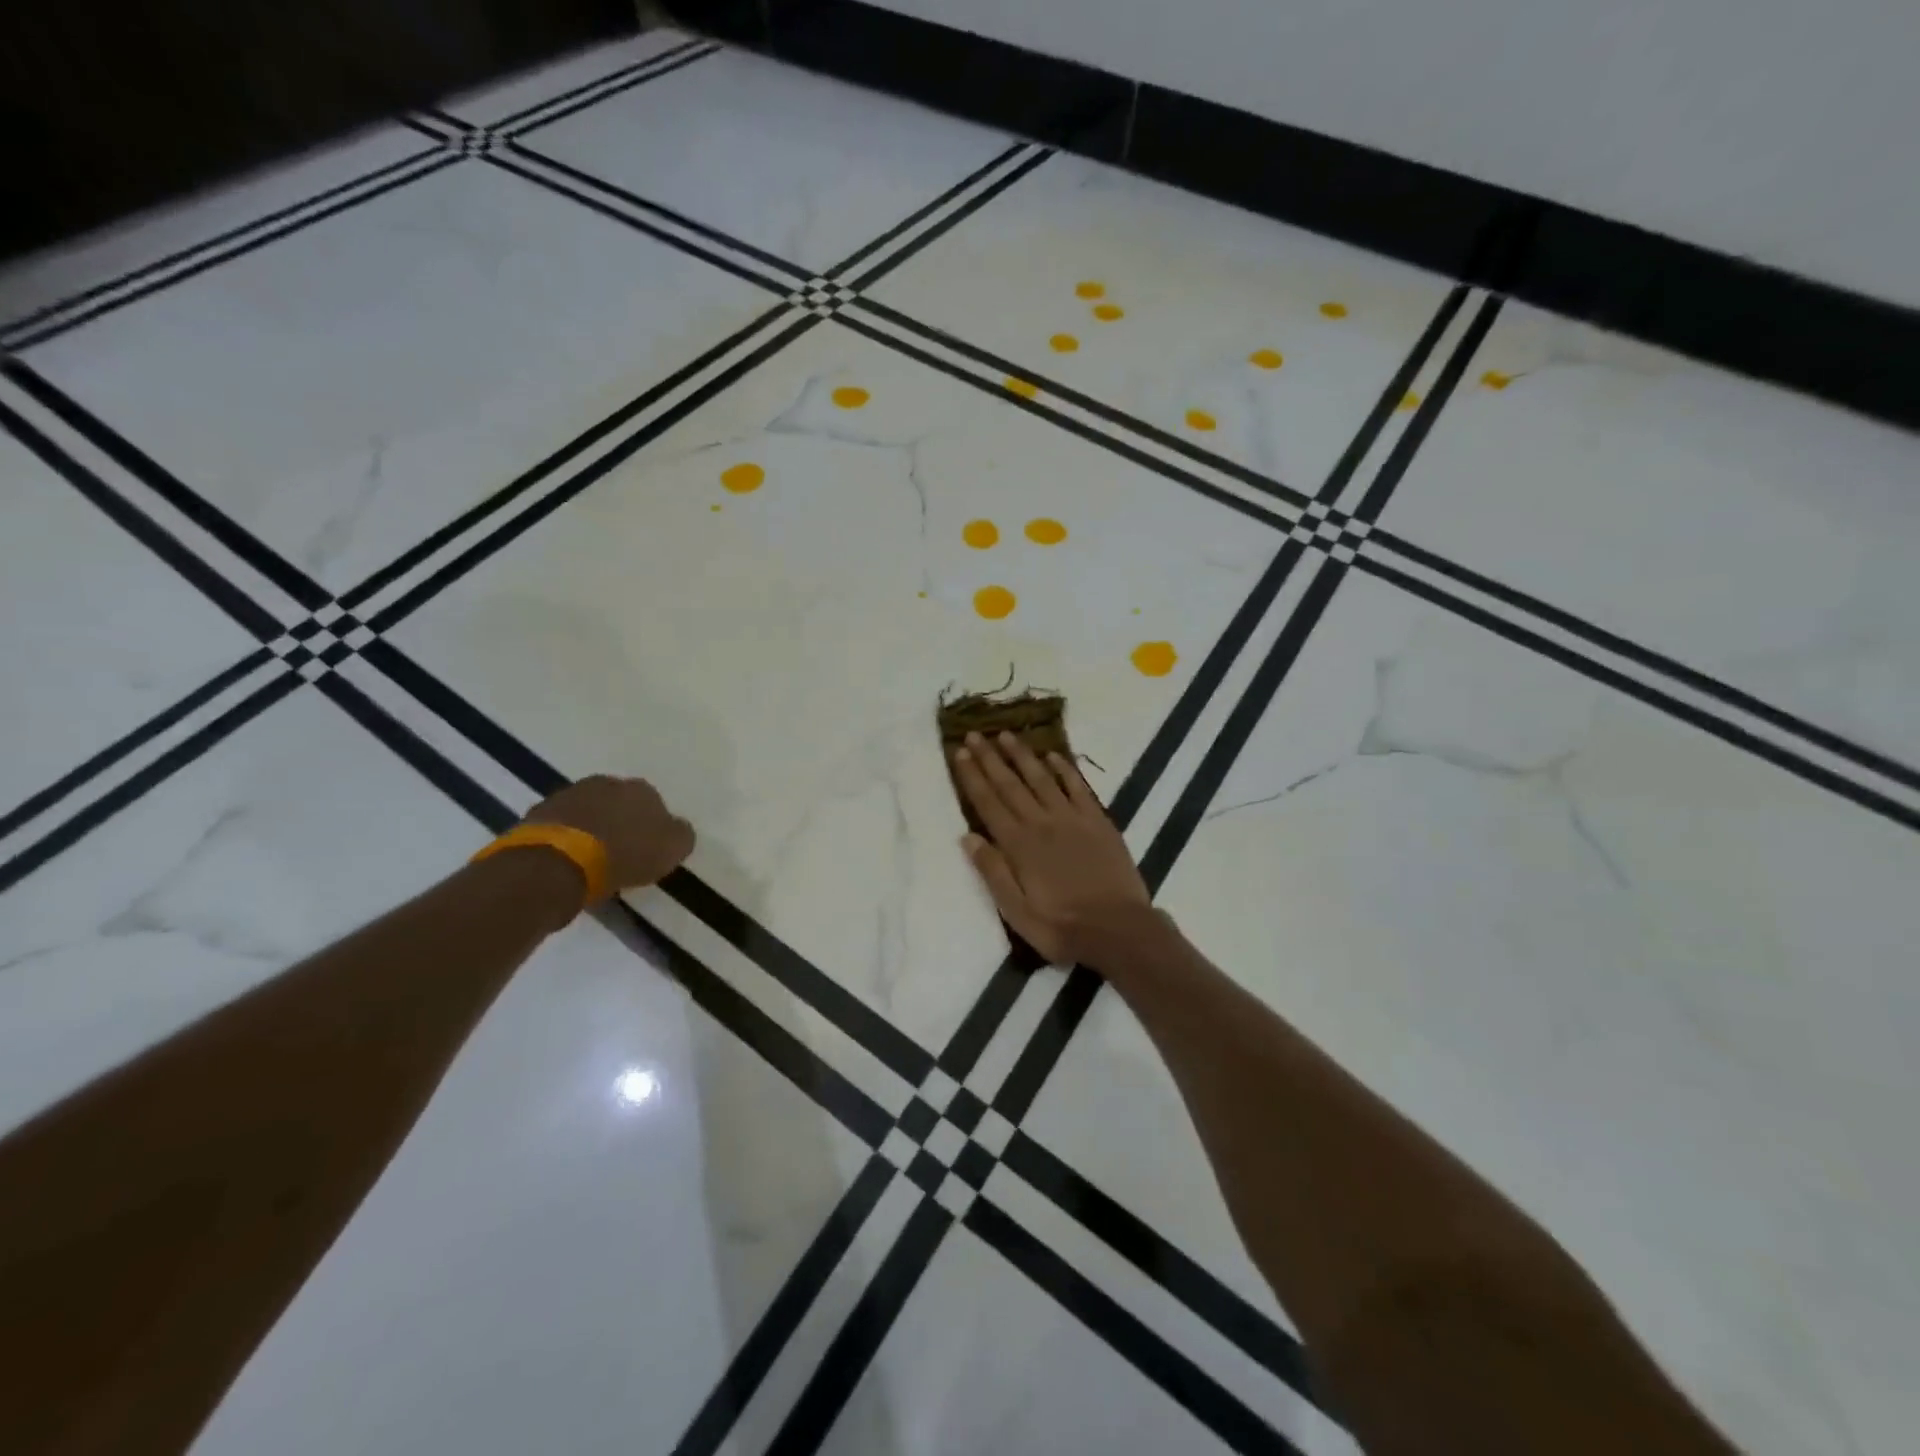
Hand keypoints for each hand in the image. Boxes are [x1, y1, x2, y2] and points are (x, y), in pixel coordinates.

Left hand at [522, 775, 694, 895]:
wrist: (557, 863)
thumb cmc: (623, 855)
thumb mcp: (671, 850)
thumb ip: (680, 835)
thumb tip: (677, 829)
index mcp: (641, 789)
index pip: (653, 803)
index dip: (651, 827)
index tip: (647, 850)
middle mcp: (606, 783)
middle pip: (617, 802)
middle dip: (619, 821)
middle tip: (620, 852)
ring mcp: (568, 795)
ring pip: (587, 811)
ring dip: (591, 828)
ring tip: (591, 859)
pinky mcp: (537, 814)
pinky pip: (560, 826)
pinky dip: (565, 839)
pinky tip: (566, 861)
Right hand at [951, 731, 1152, 966]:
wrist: (1119, 929)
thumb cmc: (1061, 927)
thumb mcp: (1016, 911)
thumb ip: (993, 871)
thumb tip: (968, 836)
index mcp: (1019, 845)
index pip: (988, 802)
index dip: (972, 776)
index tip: (959, 752)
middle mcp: (1042, 823)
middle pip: (1011, 784)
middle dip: (990, 758)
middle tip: (976, 734)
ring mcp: (1073, 819)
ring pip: (1042, 778)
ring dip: (1023, 755)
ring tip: (1007, 735)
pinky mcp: (1098, 822)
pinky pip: (1078, 787)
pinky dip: (1065, 769)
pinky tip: (1053, 756)